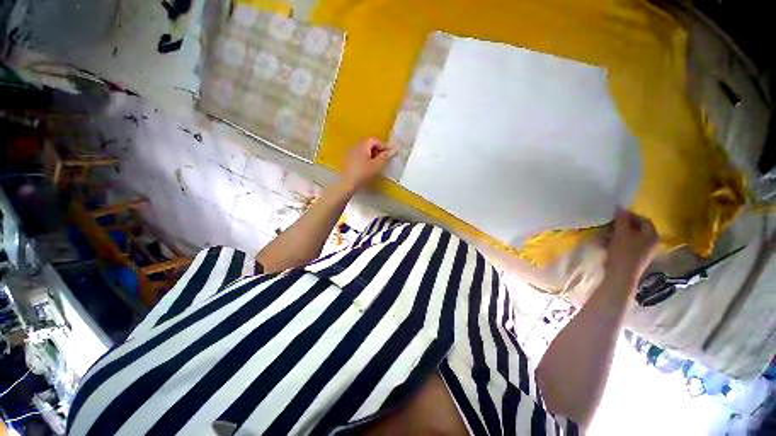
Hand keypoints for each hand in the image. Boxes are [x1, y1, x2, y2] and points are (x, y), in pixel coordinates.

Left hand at [342, 138, 394, 191]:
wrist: (348, 184)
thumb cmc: (363, 173)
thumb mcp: (377, 165)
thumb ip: (385, 156)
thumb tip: (393, 150)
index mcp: (362, 145)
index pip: (374, 139)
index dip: (383, 146)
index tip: (388, 155)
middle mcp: (355, 146)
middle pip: (368, 144)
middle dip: (377, 150)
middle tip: (383, 160)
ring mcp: (350, 153)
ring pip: (364, 150)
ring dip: (371, 155)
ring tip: (376, 165)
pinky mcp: (348, 161)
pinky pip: (359, 156)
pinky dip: (365, 159)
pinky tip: (367, 168)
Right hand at [603, 208, 658, 286]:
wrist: (620, 275)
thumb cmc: (624, 252)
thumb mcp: (622, 233)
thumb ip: (621, 220)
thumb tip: (619, 208)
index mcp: (652, 235)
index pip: (643, 220)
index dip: (630, 215)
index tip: (615, 215)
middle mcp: (650, 243)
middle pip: (635, 228)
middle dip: (621, 225)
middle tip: (608, 224)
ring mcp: (641, 251)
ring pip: (628, 237)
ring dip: (616, 234)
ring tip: (604, 234)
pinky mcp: (632, 258)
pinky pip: (624, 245)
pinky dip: (614, 242)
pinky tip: (605, 243)